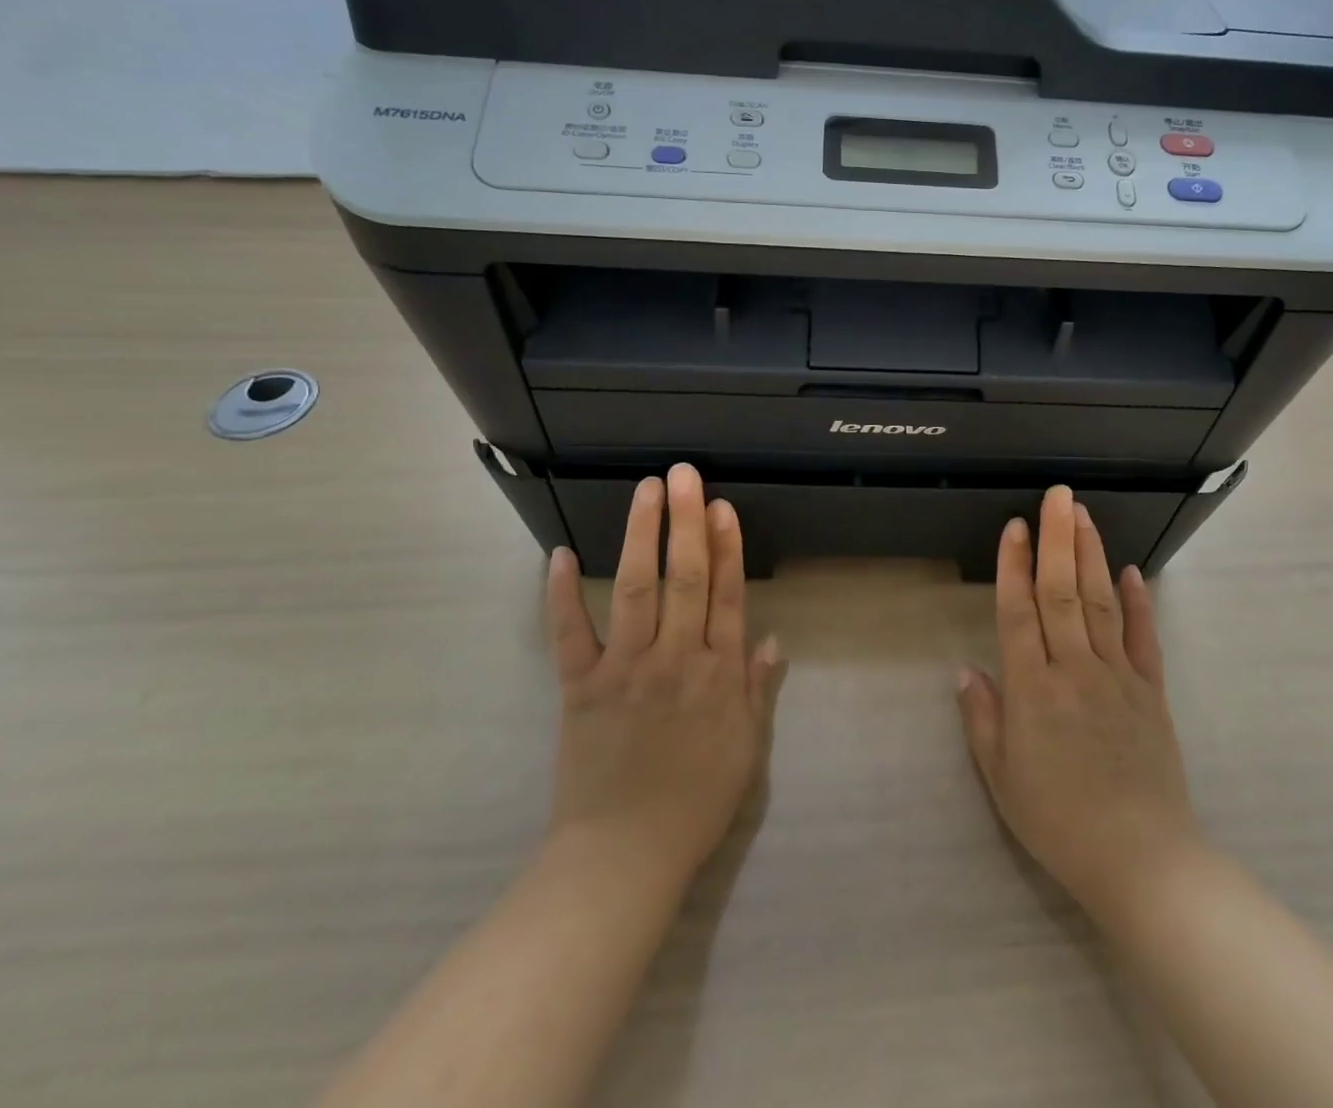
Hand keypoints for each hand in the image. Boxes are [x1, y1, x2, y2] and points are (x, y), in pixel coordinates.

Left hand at [542, 463, 777, 886]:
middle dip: (685, 522)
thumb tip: (774, 638)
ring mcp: (625, 670)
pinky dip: (560, 595)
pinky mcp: (579, 688)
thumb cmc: (694, 803)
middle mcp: (675, 659)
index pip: (726, 595)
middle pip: (685, 579)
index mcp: (718, 675)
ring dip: (640, 536)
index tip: (722, 506)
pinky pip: (568, 635)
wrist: (623, 858)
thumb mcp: (746, 749)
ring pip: (636, 590)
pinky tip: (558, 555)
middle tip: (684, 474)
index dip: (726, 547)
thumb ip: (757, 690)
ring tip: (645, 490)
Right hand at [957, 486, 1199, 923]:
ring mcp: (1118, 676)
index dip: (1013, 565)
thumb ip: (982, 718)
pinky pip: (1143, 638)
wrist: (1142, 861)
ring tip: (1083, 515)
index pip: (1019, 612)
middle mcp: (1075, 669)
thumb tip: (966, 669)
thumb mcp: (1002, 779)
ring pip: (1101, 602)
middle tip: (1058, 495)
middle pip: (1063, 592)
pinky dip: (1137, 601)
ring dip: (1091, 555)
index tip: (1015, 525)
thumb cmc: (1059, 822)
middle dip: (1057, 539)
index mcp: (1033, 689)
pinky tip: (1130, 571)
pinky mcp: (1151, 691)